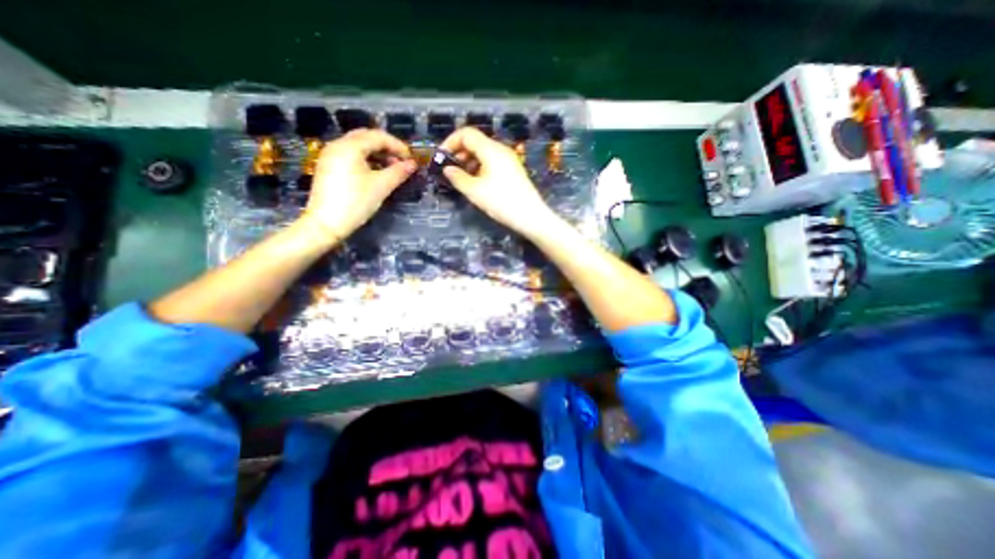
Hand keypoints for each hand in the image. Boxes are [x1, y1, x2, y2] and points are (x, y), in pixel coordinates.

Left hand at [299, 130, 416, 244]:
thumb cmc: (356, 202)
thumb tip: (413, 164)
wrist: (327, 223)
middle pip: (366, 137)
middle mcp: (338, 145)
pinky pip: (351, 155)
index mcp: (350, 146)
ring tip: (392, 168)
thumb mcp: (381, 186)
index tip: (411, 158)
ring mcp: (331, 156)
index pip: (378, 136)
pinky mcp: (329, 167)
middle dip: (387, 147)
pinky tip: (376, 172)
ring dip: (377, 153)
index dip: (397, 145)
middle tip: (402, 161)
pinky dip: (366, 159)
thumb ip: (398, 172)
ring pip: (358, 146)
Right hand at [443, 128, 557, 237]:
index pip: (466, 133)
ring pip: (484, 153)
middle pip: (475, 142)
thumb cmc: (502, 202)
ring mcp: (509, 160)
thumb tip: (447, 169)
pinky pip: (492, 162)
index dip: (450, 142)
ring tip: (461, 178)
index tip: (441, 158)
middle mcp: (501, 150)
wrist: (531, 216)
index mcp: (491, 149)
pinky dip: (480, 167)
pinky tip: (476, 183)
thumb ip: (458, 178)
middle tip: (449, 170)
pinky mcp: (513, 170)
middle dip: (459, 153)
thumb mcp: (475, 191)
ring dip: (469, 161)